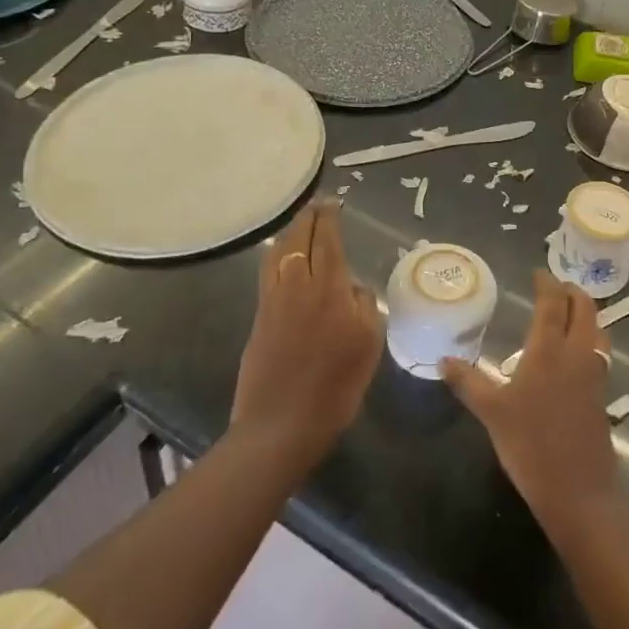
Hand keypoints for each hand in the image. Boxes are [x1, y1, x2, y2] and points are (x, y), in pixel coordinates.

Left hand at [231, 199, 383, 469]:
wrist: (280, 426)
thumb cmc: (335, 388)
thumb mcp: (369, 346)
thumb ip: (365, 307)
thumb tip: (355, 287)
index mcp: (329, 289)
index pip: (327, 240)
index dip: (329, 218)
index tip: (333, 202)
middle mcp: (298, 285)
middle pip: (299, 239)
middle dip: (308, 217)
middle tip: (317, 205)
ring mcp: (274, 300)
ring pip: (278, 253)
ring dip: (290, 233)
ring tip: (300, 225)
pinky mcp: (259, 318)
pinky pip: (267, 272)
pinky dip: (276, 255)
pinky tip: (281, 258)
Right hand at [441, 270, 619, 533]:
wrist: (579, 491)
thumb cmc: (531, 446)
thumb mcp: (492, 413)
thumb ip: (468, 383)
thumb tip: (442, 360)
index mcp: (549, 349)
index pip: (552, 303)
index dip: (547, 283)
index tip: (538, 273)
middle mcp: (576, 352)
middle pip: (584, 308)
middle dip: (572, 291)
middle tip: (556, 286)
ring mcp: (594, 373)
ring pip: (597, 328)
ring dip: (586, 312)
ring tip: (569, 311)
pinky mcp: (602, 393)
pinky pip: (600, 350)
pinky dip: (591, 336)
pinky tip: (577, 351)